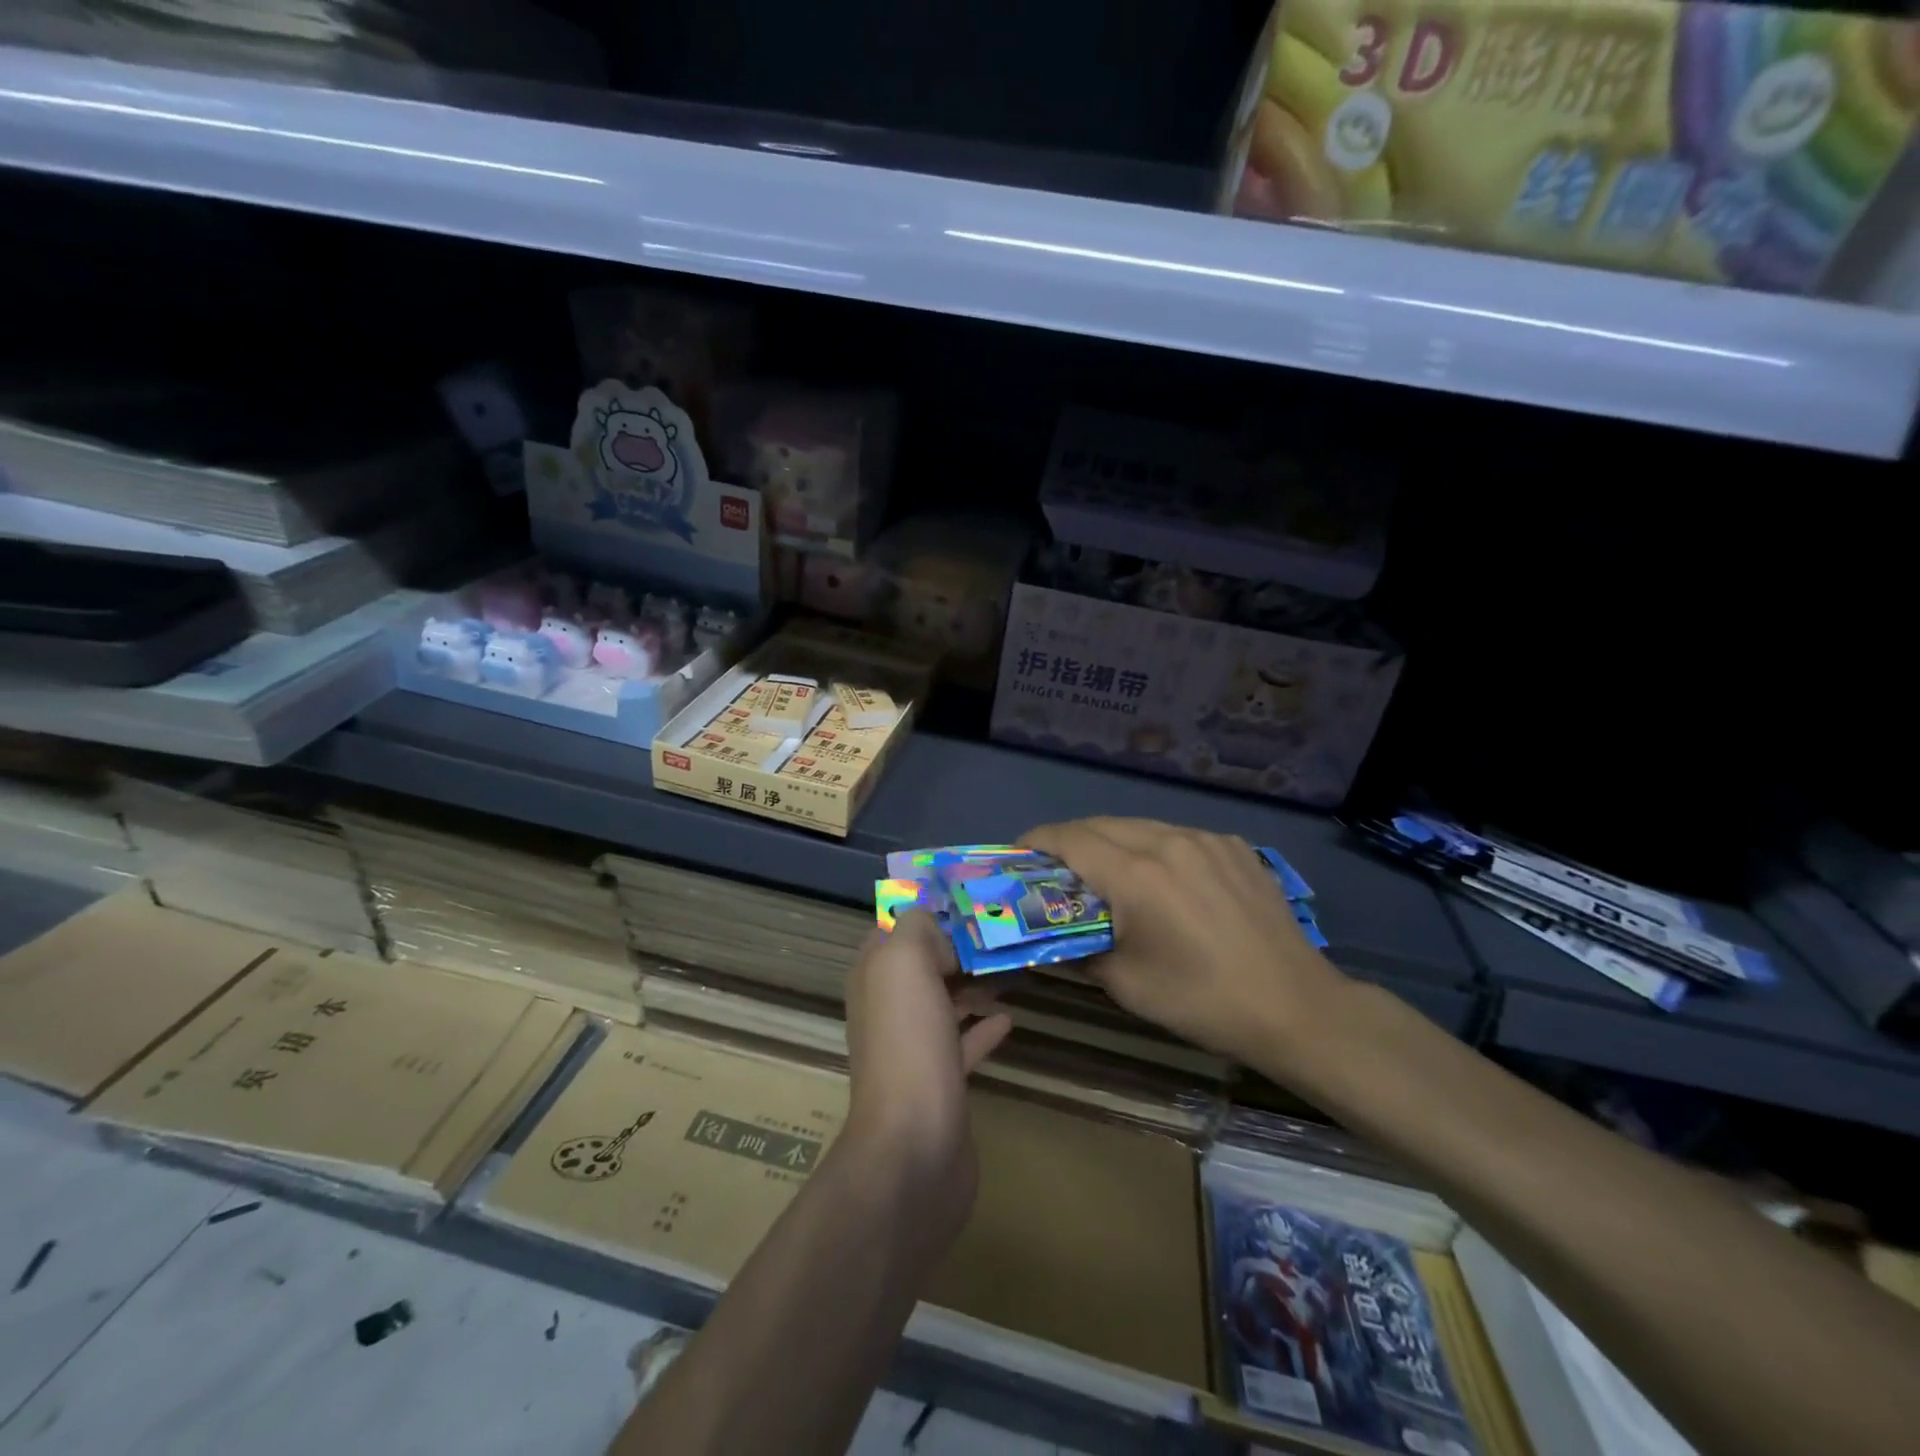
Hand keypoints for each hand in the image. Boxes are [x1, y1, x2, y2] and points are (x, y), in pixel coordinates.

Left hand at [842, 910, 1011, 1230]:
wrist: (914, 1144)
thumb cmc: (908, 1042)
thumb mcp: (904, 962)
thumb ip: (916, 928)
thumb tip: (937, 930)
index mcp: (873, 975)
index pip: (894, 928)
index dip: (927, 912)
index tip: (970, 902)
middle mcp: (886, 1007)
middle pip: (923, 965)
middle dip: (956, 947)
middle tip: (1000, 934)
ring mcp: (911, 1047)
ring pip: (942, 1001)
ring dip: (971, 984)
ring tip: (1010, 970)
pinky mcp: (938, 1082)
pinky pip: (961, 1043)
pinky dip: (982, 1027)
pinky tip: (1008, 1019)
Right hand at [1022, 817, 1347, 1065]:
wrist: (1295, 1006)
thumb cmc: (1201, 1000)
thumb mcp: (1126, 983)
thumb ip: (1078, 949)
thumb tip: (1050, 936)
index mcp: (1136, 875)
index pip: (1069, 838)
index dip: (1037, 841)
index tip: (1019, 855)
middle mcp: (1167, 841)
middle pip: (1100, 824)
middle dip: (1070, 841)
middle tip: (1056, 870)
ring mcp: (1205, 839)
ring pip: (1139, 825)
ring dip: (1111, 841)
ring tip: (1104, 872)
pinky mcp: (1233, 846)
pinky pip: (1177, 835)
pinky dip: (1153, 848)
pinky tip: (1161, 879)